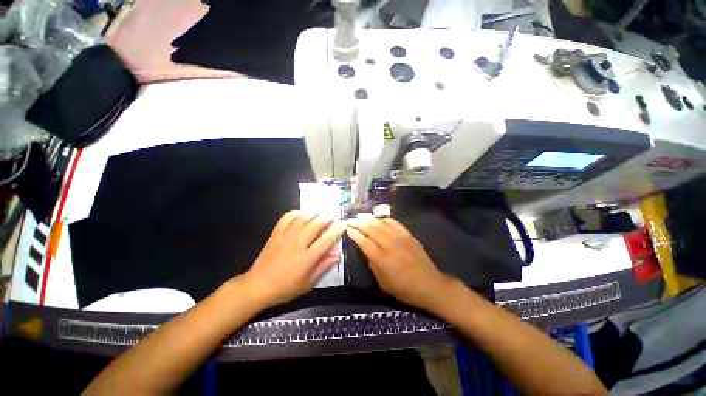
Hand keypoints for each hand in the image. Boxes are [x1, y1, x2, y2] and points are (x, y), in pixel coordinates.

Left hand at [244, 211, 345, 305]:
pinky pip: (285, 219)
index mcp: (307, 257)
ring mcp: (286, 237)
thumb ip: (323, 267)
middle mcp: (298, 244)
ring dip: (313, 214)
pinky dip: (294, 213)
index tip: (343, 224)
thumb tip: (336, 256)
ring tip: (319, 213)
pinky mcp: (275, 234)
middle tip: (332, 217)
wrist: (258, 286)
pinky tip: (300, 214)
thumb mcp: (308, 283)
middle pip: (315, 225)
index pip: (327, 240)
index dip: (337, 230)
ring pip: (302, 219)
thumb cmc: (286, 288)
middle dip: (326, 218)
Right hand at [346, 217, 453, 311]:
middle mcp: (389, 244)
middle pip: (371, 229)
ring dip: (370, 219)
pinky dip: (385, 219)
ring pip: (381, 224)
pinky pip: (394, 223)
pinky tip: (379, 219)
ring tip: (361, 216)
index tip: (347, 229)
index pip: (363, 241)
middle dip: (359, 223)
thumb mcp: (382, 282)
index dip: (354, 234)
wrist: (429, 284)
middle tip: (351, 220)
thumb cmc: (403, 288)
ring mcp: (400, 238)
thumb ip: (372, 264)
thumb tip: (366, 250)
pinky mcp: (408, 235)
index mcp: (381, 258)